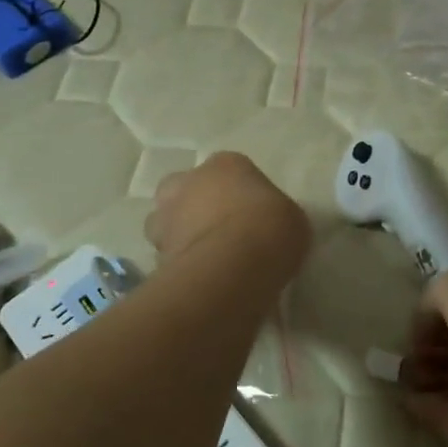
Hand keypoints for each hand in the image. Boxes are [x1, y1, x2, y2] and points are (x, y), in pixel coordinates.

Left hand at [146, 151, 309, 276]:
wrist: (234, 267)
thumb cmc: (270, 229)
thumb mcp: (292, 219)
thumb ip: (274, 216)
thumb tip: (268, 228)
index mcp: (225, 165)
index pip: (229, 171)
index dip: (238, 194)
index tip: (251, 215)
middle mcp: (188, 183)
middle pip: (186, 191)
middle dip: (195, 208)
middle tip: (218, 232)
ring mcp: (165, 218)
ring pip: (166, 224)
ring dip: (180, 236)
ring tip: (205, 260)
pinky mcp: (155, 253)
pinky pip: (167, 258)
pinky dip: (178, 266)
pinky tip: (199, 281)